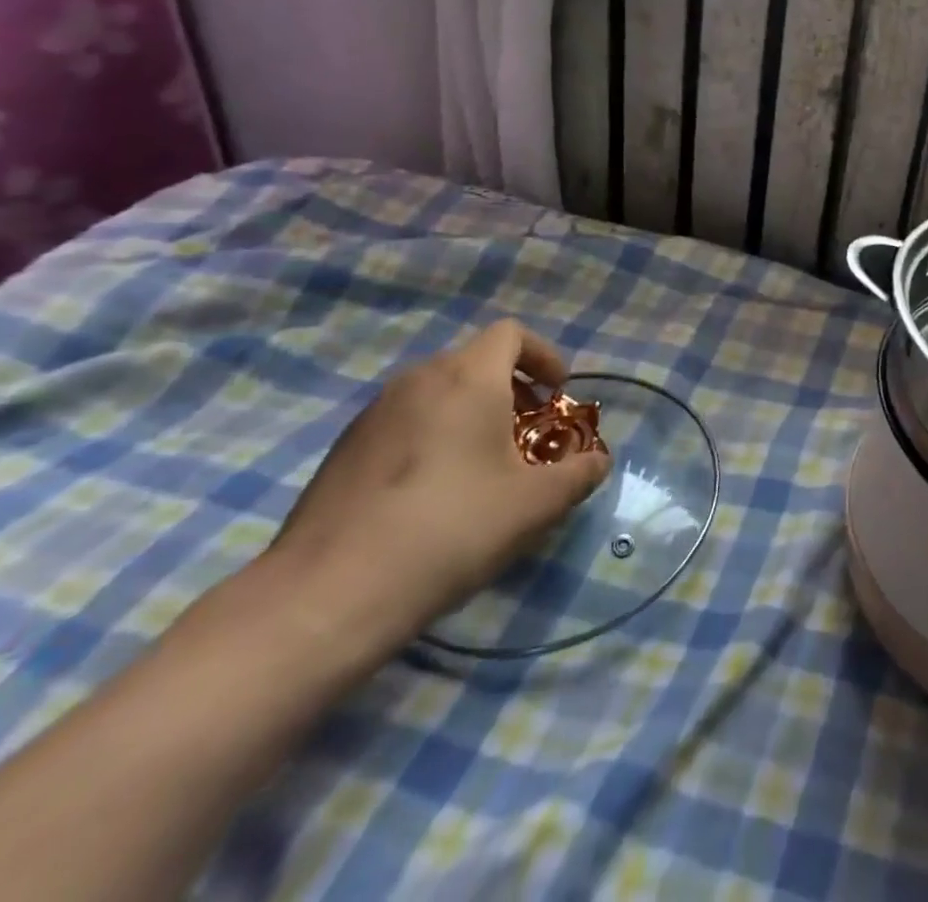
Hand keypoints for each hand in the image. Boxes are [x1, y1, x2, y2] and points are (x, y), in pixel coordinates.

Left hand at [266, 320, 610, 653]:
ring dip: (470, 413)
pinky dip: (431, 436)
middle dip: (510, 388)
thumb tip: (598, 461)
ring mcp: (373, 413)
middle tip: (526, 435)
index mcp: (468, 378)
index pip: (511, 333)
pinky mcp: (343, 449)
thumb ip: (578, 474)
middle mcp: (418, 380)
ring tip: (482, 467)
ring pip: (437, 392)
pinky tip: (431, 495)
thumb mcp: (535, 505)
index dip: (543, 355)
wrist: (329, 594)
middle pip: (474, 361)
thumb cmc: (451, 529)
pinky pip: (404, 422)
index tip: (556, 394)